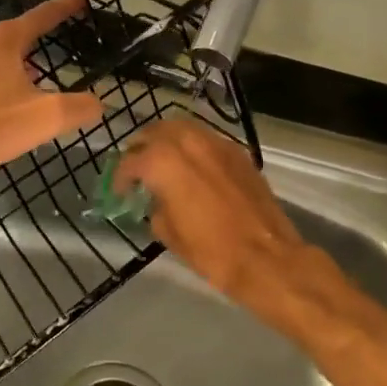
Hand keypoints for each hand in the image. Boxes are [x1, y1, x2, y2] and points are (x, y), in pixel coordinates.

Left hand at [0, 0, 104, 179]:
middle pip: (14, 34)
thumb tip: (98, 102)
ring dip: (9, 63)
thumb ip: (77, 108)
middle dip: (35, 42)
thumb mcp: (41, 120)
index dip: (64, 9)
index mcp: (4, 41)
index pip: (42, 16)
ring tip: (23, 84)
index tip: (80, 0)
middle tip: (53, 58)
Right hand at [117, 118, 344, 330]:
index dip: (120, 177)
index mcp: (162, 161)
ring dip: (167, 140)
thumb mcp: (168, 232)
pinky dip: (193, 146)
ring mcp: (215, 143)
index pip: (130, 161)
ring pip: (182, 128)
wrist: (266, 257)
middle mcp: (187, 142)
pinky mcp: (237, 152)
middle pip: (154, 131)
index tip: (120, 191)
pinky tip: (193, 166)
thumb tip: (156, 200)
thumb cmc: (210, 249)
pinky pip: (206, 138)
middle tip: (138, 167)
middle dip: (142, 147)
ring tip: (164, 161)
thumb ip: (154, 206)